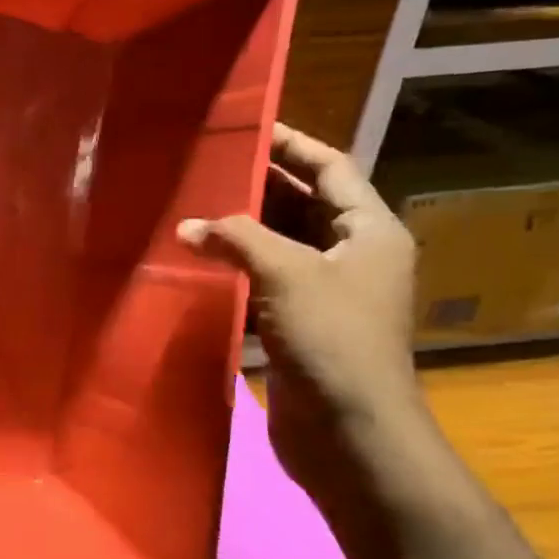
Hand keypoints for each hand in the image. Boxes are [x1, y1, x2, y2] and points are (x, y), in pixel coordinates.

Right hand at [177, 124, 423, 509]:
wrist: (351, 432)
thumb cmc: (333, 341)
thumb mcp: (286, 273)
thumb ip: (237, 238)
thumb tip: (189, 226)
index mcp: (370, 231)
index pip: (332, 168)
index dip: (292, 144)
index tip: (247, 126)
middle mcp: (354, 254)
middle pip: (305, 202)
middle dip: (260, 183)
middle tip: (206, 165)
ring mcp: (329, 291)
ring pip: (282, 241)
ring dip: (243, 226)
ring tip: (194, 206)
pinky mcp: (302, 322)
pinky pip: (268, 277)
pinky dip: (238, 264)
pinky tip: (201, 259)